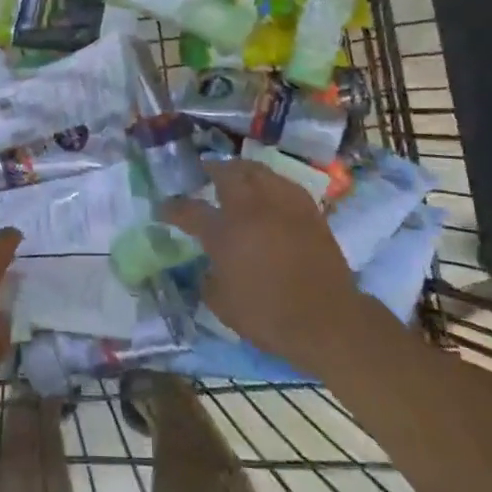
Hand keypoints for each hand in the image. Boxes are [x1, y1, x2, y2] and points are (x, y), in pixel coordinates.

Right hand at [160, 160, 366, 374]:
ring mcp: (281, 205)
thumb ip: (209, 280)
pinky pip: (283, 183)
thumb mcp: (223, 306)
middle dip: (211, 170)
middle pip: (227, 174)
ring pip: (257, 171)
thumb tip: (209, 268)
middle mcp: (250, 209)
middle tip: (204, 171)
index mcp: (224, 232)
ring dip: (241, 170)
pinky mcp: (308, 210)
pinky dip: (269, 182)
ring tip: (236, 174)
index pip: (189, 211)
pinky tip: (268, 190)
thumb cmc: (269, 316)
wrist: (328, 321)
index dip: (172, 209)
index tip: (163, 209)